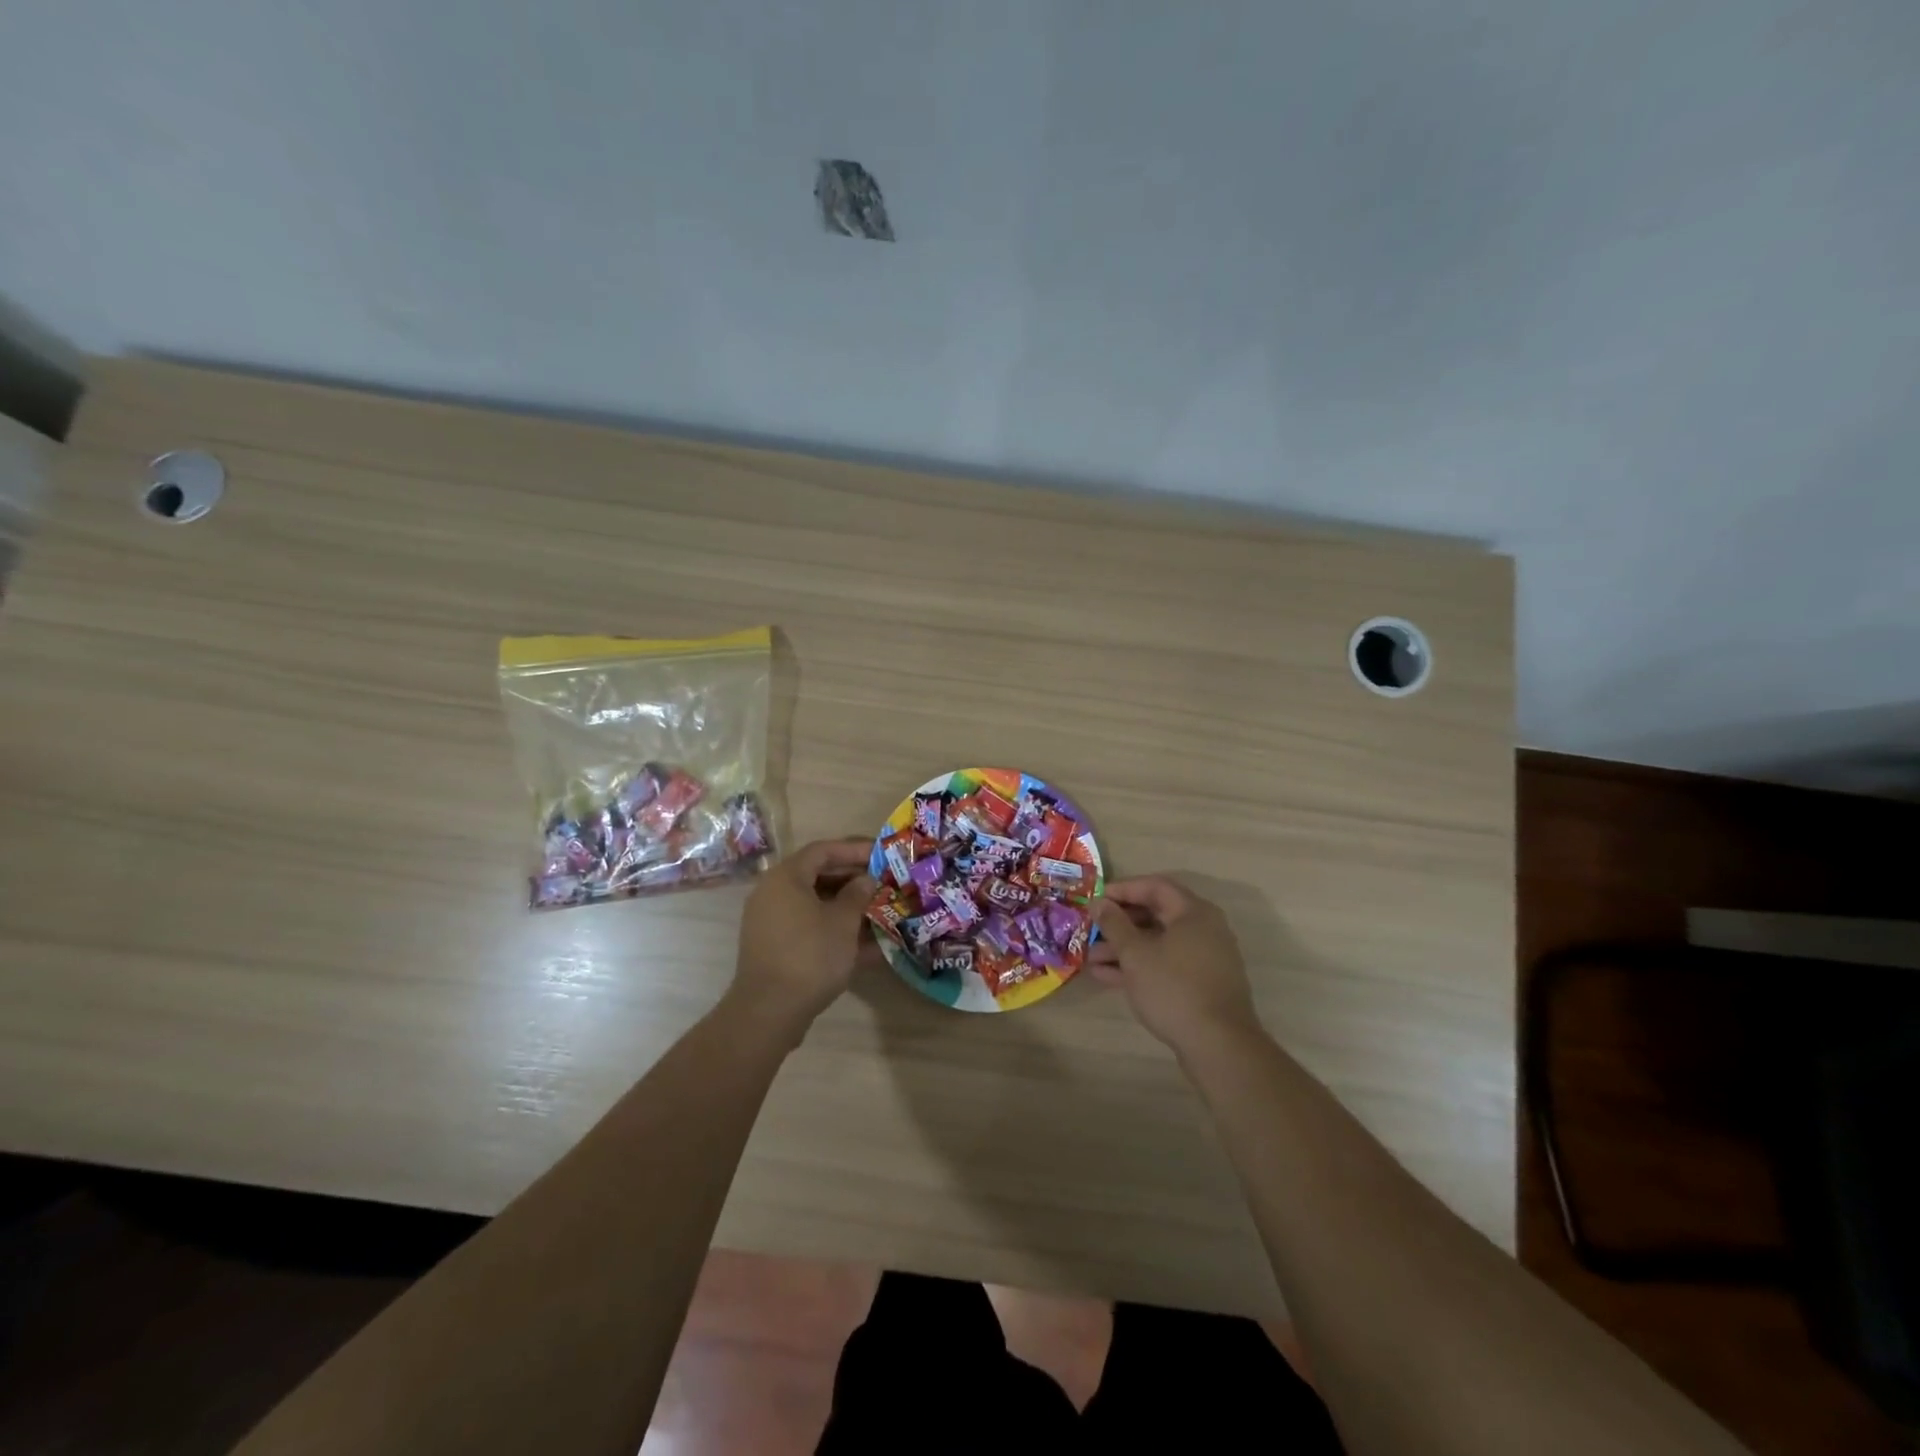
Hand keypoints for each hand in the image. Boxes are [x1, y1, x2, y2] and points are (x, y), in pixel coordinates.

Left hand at [729, 838, 876, 1035]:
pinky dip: (835, 931)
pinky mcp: (775, 948)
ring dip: (847, 908)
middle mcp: (773, 893)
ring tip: (880, 913)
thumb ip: (857, 895)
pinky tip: (868, 947)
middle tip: (883, 883)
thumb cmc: (810, 955)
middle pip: (818, 876)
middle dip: (853, 880)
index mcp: (786, 877)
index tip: (880, 855)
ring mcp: (772, 922)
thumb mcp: (843, 922)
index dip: (853, 850)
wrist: (769, 1011)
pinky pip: (809, 929)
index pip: (822, 851)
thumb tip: (865, 880)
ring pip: (816, 905)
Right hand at [1089, 876, 1260, 1056]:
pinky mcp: (1201, 984)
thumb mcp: (1135, 954)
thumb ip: (1114, 924)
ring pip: (1158, 943)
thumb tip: (1099, 902)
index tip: (1096, 899)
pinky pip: (1166, 965)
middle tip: (1091, 929)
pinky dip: (1140, 967)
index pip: (1155, 886)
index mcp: (1194, 912)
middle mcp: (1204, 929)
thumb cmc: (1174, 988)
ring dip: (1124, 949)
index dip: (1122, 889)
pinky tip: (1107, 977)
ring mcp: (1204, 958)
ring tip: (1090, 958)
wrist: (1218, 1046)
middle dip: (1119, 924)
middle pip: (1156, 915)